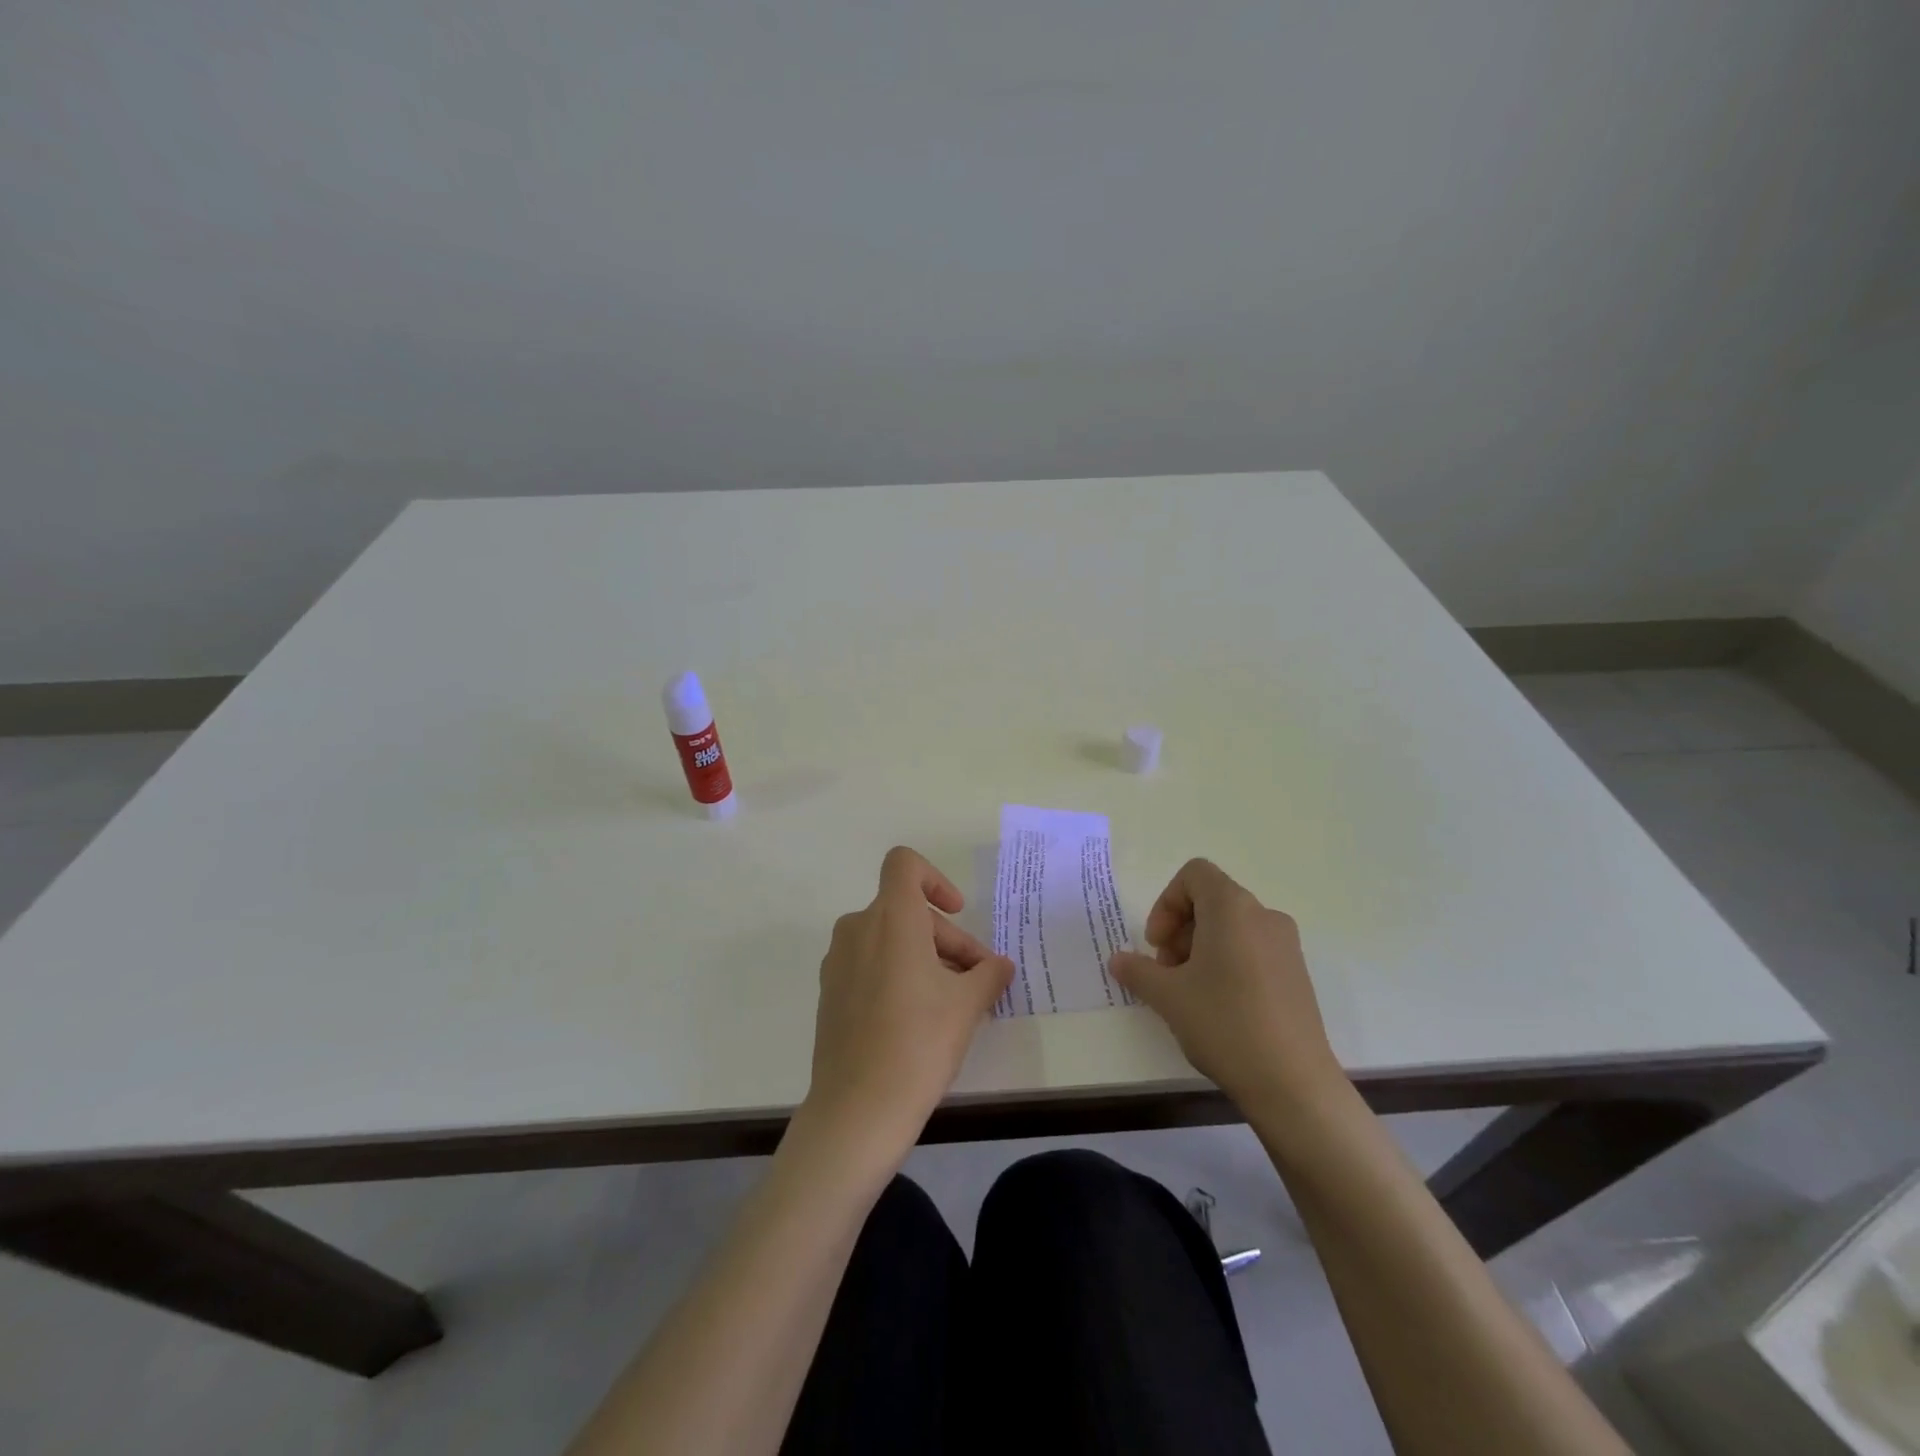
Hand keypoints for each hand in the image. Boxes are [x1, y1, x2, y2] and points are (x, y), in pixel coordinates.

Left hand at [803, 847, 1013, 1159]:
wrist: (858, 1109)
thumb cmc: (919, 1043)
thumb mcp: (967, 1005)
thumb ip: (988, 974)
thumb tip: (999, 965)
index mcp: (891, 919)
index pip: (904, 864)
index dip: (935, 878)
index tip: (956, 912)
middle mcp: (858, 929)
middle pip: (907, 911)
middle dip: (946, 938)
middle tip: (977, 979)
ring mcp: (838, 961)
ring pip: (889, 938)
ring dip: (925, 957)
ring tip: (954, 1001)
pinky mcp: (830, 992)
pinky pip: (869, 963)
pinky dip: (897, 973)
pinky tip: (919, 1017)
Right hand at [1109, 859, 1342, 1111]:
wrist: (1293, 1084)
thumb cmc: (1224, 1024)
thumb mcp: (1167, 996)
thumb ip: (1137, 971)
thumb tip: (1119, 960)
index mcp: (1233, 908)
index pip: (1195, 874)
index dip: (1167, 903)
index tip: (1157, 944)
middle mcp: (1264, 916)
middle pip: (1212, 901)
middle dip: (1180, 929)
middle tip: (1166, 972)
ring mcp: (1286, 946)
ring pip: (1232, 928)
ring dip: (1201, 949)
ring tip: (1189, 994)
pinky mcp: (1298, 976)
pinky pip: (1253, 950)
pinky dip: (1228, 964)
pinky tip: (1219, 1008)